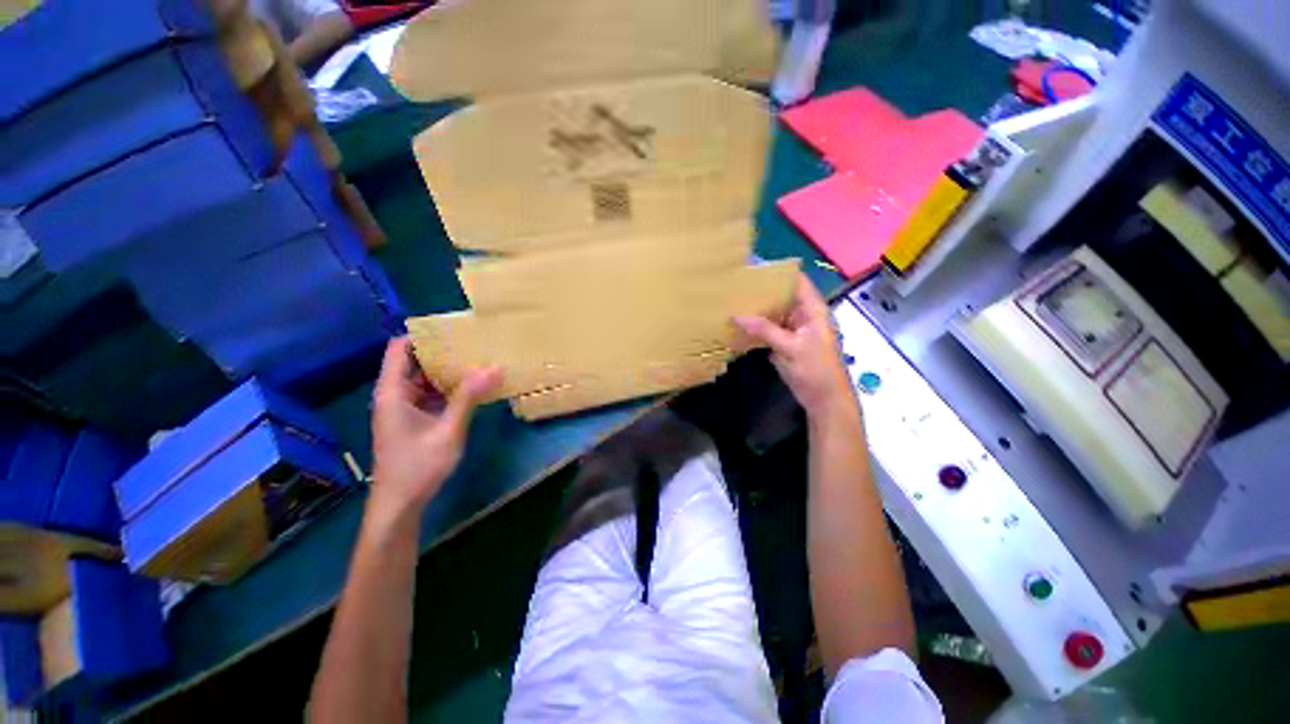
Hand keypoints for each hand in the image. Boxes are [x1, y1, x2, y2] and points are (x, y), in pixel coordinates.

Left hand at [370, 337, 501, 518]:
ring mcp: (404, 407)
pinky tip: (473, 386)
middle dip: (443, 350)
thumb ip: (469, 397)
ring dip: (448, 369)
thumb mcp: (448, 430)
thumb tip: (494, 367)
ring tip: (479, 359)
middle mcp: (394, 394)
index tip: (454, 328)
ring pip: (425, 377)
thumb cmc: (418, 467)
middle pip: (415, 360)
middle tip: (475, 342)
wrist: (400, 505)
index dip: (423, 334)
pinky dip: (449, 387)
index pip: (400, 348)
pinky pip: (431, 393)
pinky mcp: (413, 418)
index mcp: (392, 392)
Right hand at [733, 274, 852, 418]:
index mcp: (812, 310)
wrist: (824, 400)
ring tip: (732, 301)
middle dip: (761, 291)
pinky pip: (768, 330)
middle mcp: (803, 315)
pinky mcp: (785, 344)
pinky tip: (738, 324)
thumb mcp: (791, 348)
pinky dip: (755, 327)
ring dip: (756, 310)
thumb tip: (735, 316)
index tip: (752, 267)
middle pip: (782, 296)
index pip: (796, 281)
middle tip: (735, 285)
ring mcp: (793, 330)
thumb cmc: (816, 370)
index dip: (777, 272)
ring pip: (773, 314)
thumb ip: (764, 330)